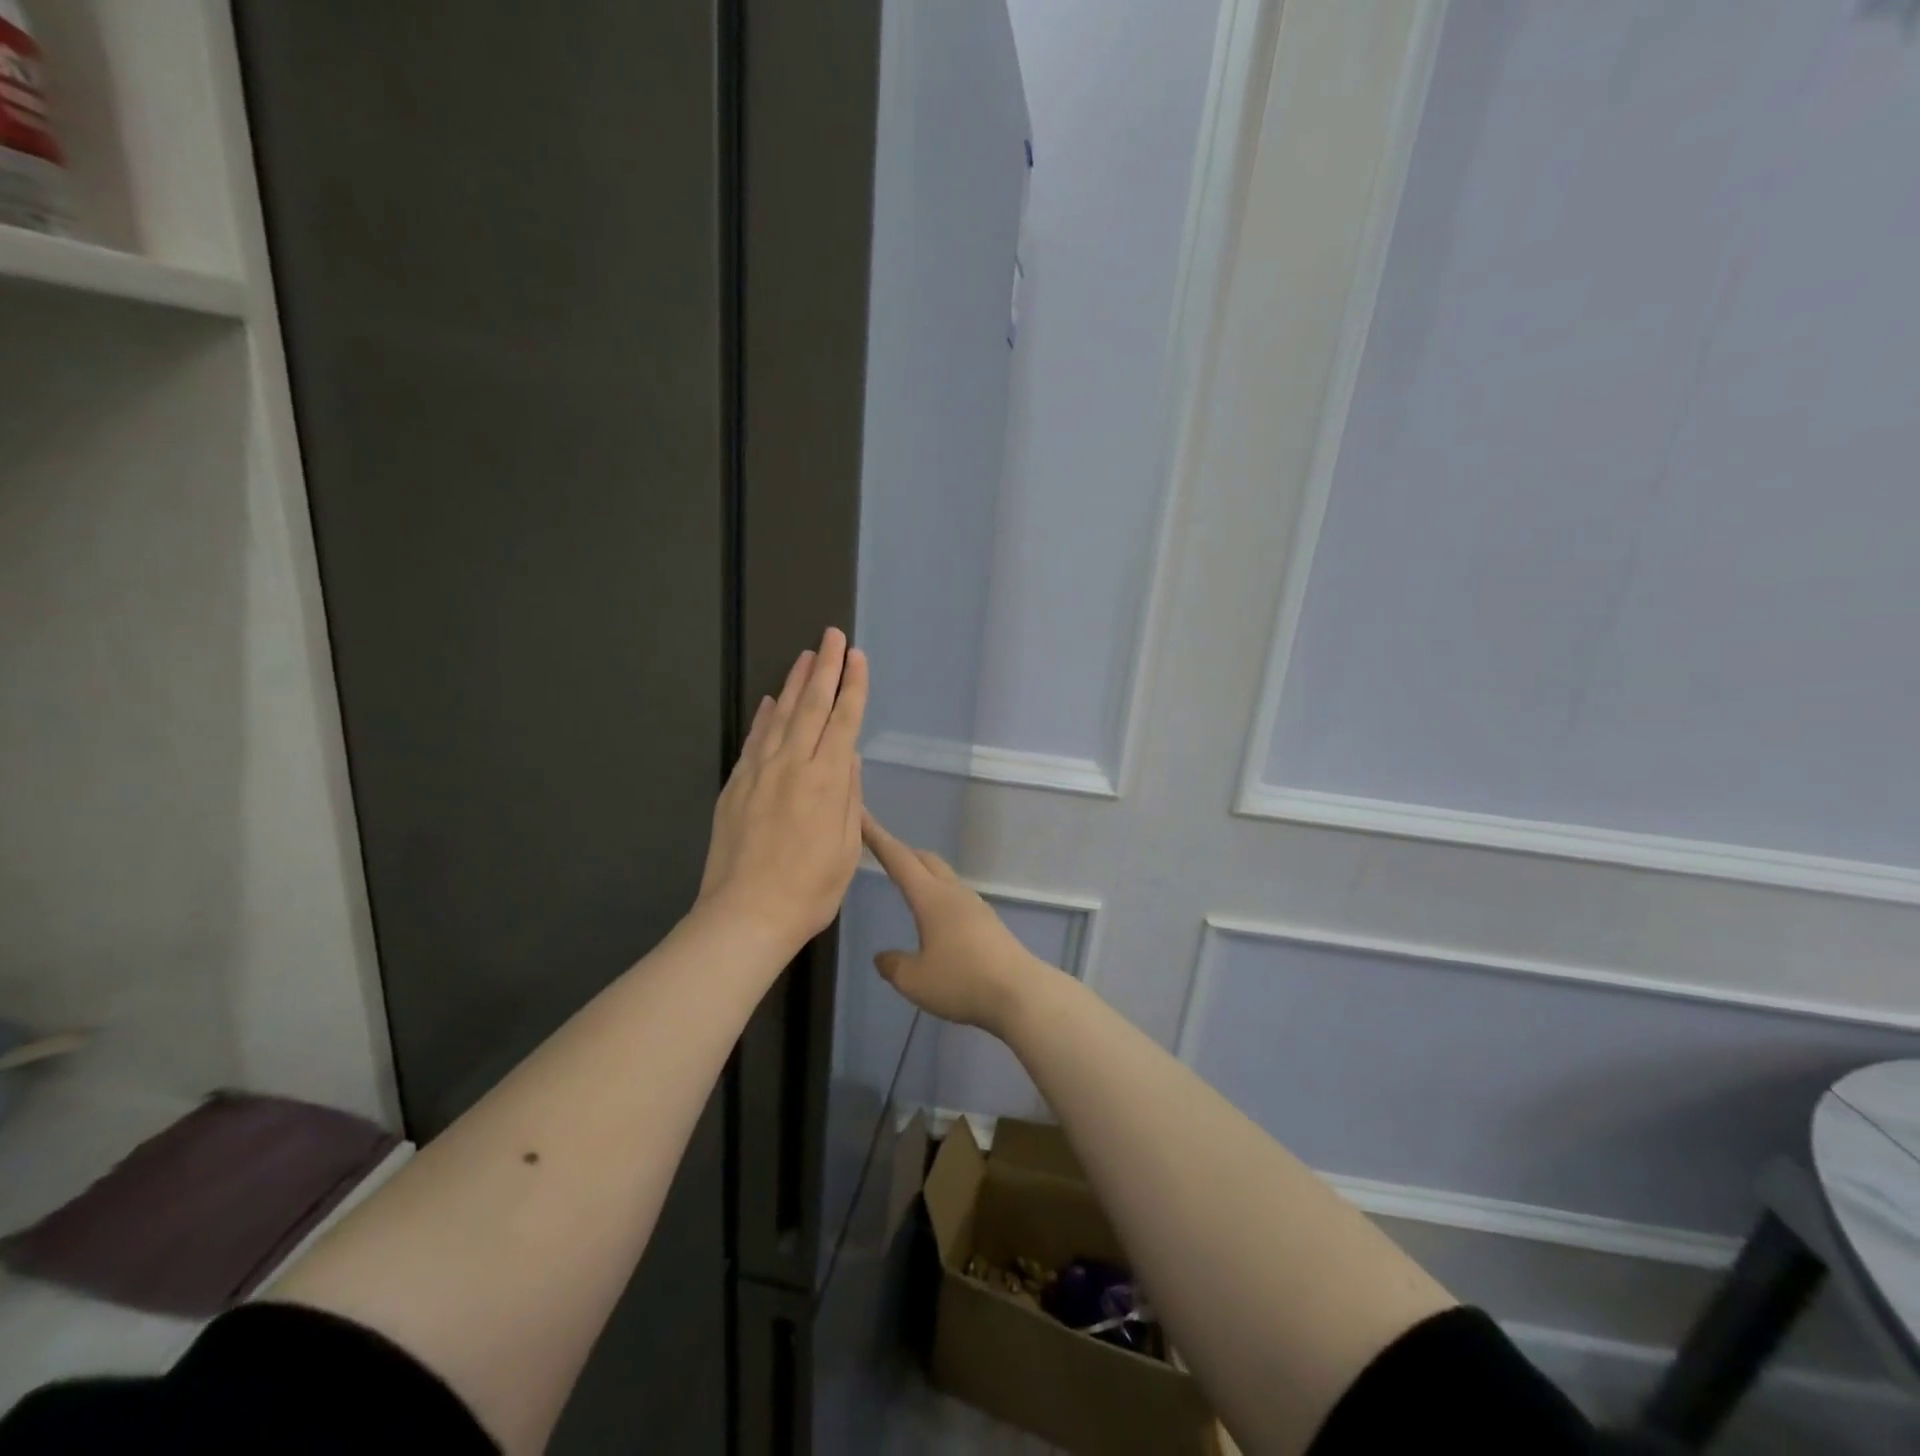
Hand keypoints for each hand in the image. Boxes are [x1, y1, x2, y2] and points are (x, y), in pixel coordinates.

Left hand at [700, 628, 866, 952]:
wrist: (743, 917)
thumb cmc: (809, 892)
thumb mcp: (846, 850)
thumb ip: (849, 798)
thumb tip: (849, 758)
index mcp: (826, 782)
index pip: (843, 721)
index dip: (853, 687)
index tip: (857, 657)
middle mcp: (792, 766)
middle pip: (811, 706)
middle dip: (825, 668)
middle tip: (832, 635)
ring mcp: (758, 773)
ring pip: (779, 716)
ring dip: (794, 683)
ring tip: (806, 656)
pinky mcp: (735, 786)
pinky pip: (752, 741)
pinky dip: (763, 717)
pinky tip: (768, 701)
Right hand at [861, 810, 1047, 1036]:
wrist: (1020, 993)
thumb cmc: (961, 981)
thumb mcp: (914, 980)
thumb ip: (894, 965)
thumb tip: (882, 956)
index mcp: (931, 898)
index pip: (899, 860)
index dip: (878, 838)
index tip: (862, 817)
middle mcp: (953, 893)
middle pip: (925, 860)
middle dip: (902, 852)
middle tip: (882, 849)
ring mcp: (975, 906)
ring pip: (944, 877)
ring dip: (924, 873)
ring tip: (908, 882)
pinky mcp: (989, 922)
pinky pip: (956, 898)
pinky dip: (939, 895)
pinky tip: (936, 916)